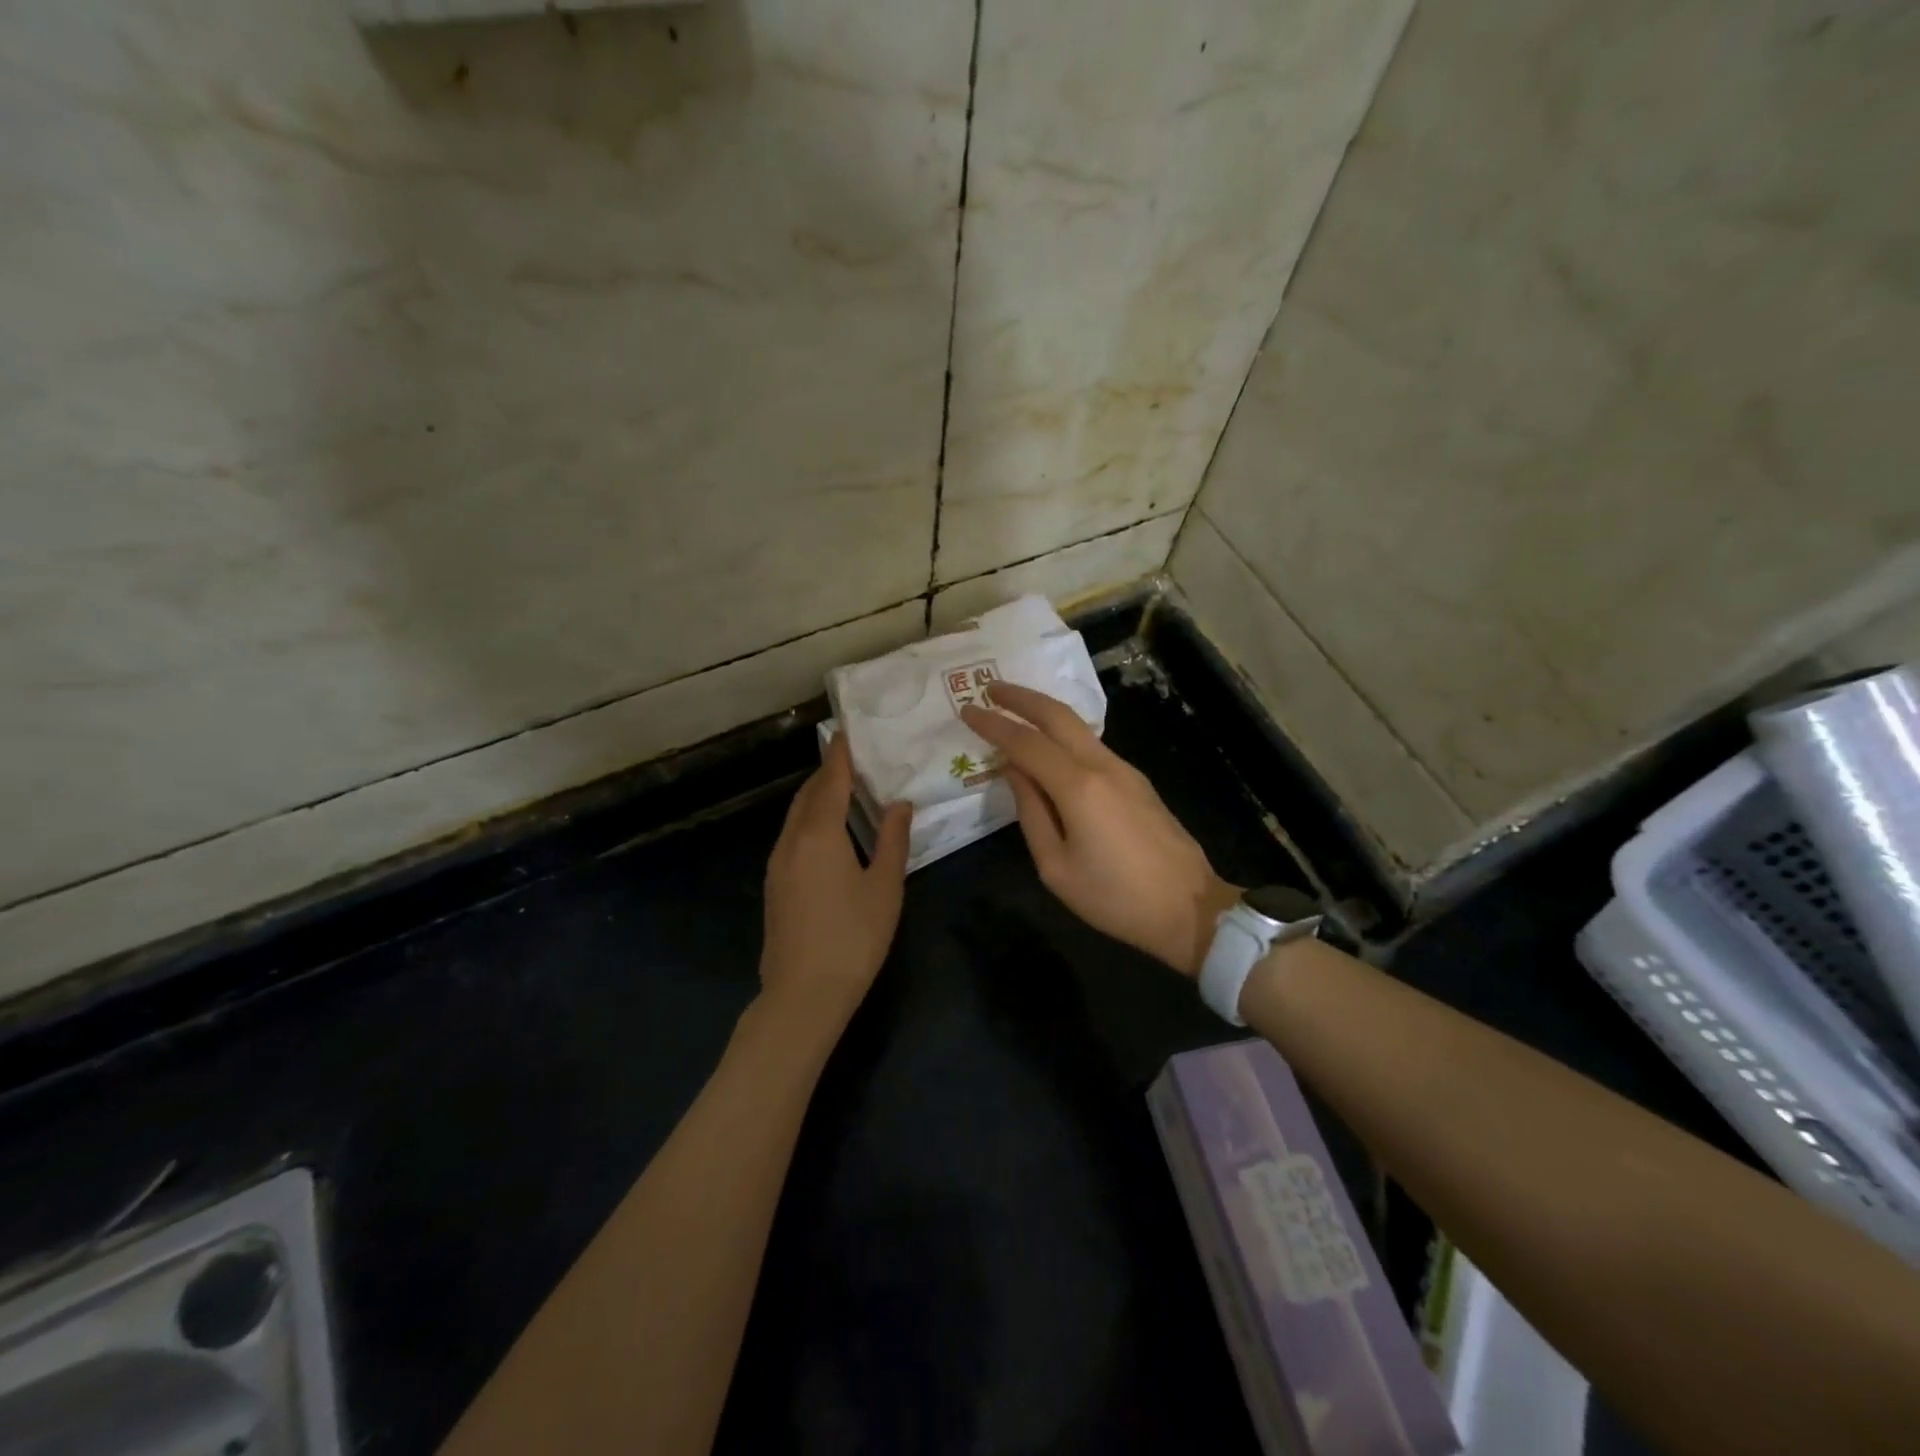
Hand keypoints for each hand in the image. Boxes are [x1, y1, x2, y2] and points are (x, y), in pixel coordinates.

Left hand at [760, 733, 911, 1023]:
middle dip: (827, 773)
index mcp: (819, 834)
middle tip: (853, 759)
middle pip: (807, 795)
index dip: (840, 755)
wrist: (803, 994)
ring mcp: (777, 864)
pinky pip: (792, 837)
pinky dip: (809, 821)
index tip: (848, 731)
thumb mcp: (884, 887)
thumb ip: (892, 840)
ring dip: (817, 798)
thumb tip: (900, 804)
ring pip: (796, 817)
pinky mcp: (774, 885)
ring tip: (844, 791)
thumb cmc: (853, 937)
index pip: (830, 781)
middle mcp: (791, 841)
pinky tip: (828, 833)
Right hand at [961, 683, 1238, 977]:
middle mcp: (1102, 766)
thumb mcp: (1056, 867)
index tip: (967, 710)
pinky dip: (1064, 735)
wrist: (1189, 908)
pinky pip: (1092, 746)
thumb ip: (1031, 812)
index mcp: (1078, 787)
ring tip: (1015, 710)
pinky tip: (1050, 746)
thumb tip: (1014, 771)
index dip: (994, 725)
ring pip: (1078, 727)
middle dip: (1022, 698)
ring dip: (1044, 712)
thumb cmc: (1115, 898)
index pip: (1026, 743)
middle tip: (991, 688)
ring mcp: (1125, 770)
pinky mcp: (1138, 782)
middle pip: (1057, 716)